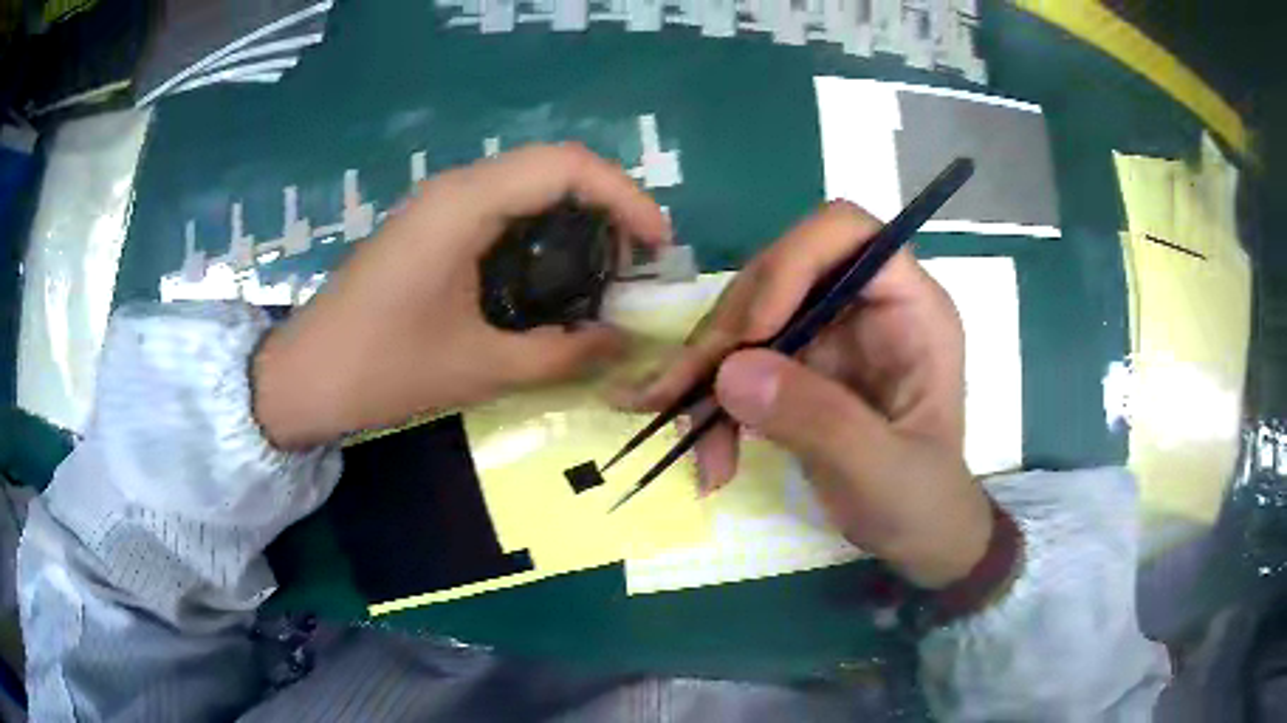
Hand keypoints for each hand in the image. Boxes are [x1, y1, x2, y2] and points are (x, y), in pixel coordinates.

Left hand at [254, 144, 671, 448]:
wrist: (304, 379)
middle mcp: (455, 188)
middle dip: (608, 203)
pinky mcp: (429, 226)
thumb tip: (624, 345)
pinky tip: (552, 273)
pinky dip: (541, 228)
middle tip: (636, 261)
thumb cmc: (383, 370)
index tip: (658, 245)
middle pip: (552, 165)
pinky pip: (501, 206)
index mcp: (465, 205)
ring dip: (576, 214)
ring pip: (527, 182)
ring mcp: (438, 204)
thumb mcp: (479, 368)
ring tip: (606, 267)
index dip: (625, 196)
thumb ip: (561, 353)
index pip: (567, 166)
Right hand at [613, 201, 990, 588]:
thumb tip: (728, 371)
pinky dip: (711, 400)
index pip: (846, 234)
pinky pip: (740, 360)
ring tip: (692, 440)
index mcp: (910, 309)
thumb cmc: (922, 503)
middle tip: (687, 395)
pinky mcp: (800, 367)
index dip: (791, 263)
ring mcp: (830, 335)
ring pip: (749, 316)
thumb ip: (818, 421)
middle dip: (729, 332)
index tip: (752, 334)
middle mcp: (865, 307)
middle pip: (779, 272)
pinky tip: (708, 453)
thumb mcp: (882, 473)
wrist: (917, 540)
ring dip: (708, 372)